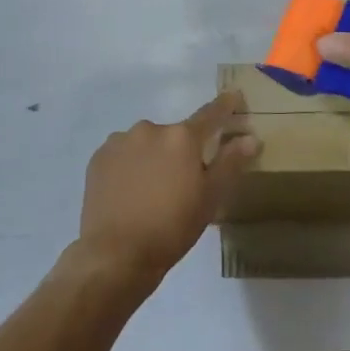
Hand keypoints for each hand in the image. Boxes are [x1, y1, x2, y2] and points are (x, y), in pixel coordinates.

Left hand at [74, 90, 259, 287]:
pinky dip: (131, 165)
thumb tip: (251, 137)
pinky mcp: (98, 157)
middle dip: (182, 150)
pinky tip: (131, 191)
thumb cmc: (172, 227)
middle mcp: (150, 129)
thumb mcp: (210, 198)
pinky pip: (123, 153)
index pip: (211, 114)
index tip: (234, 96)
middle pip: (175, 134)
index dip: (226, 105)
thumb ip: (230, 163)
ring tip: (152, 190)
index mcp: (182, 137)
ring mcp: (120, 141)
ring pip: (147, 143)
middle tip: (183, 181)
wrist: (115, 254)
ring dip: (154, 156)